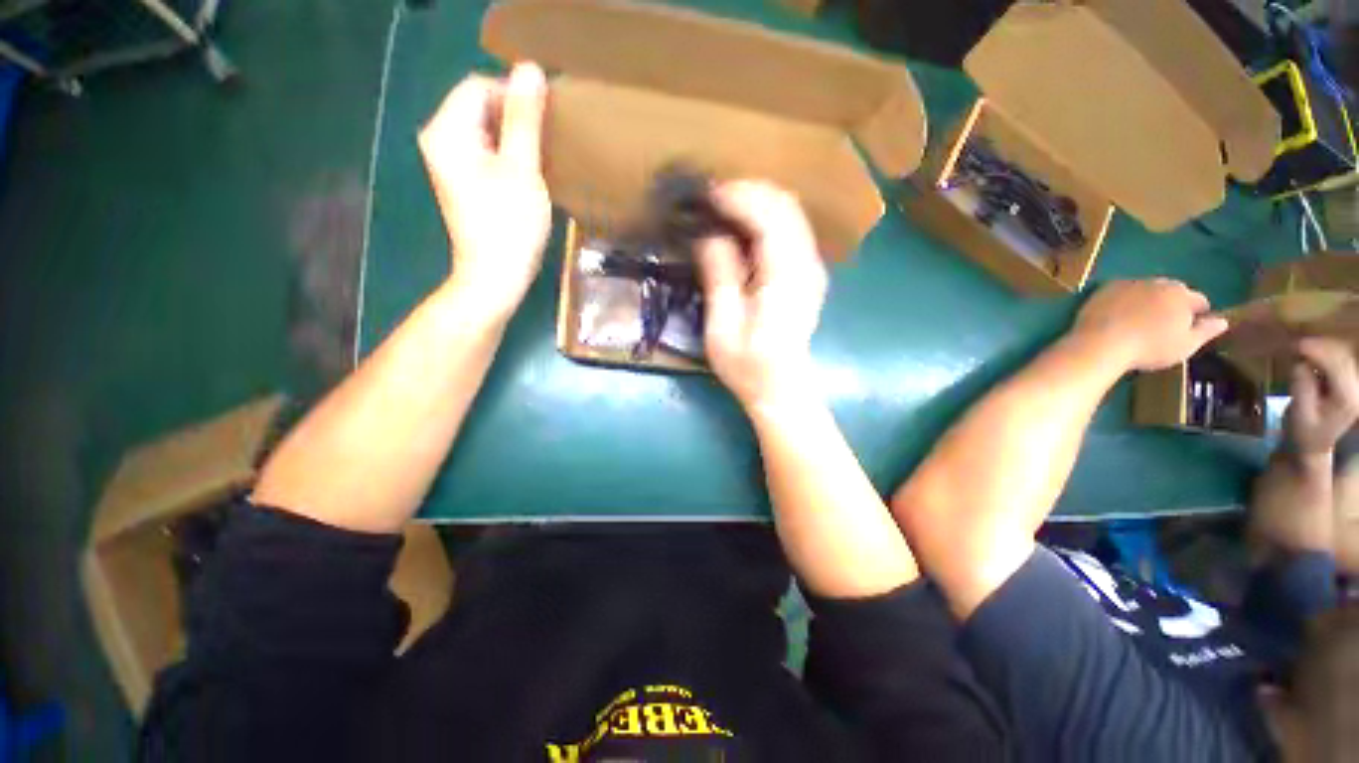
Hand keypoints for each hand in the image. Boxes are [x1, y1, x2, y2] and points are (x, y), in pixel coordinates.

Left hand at [417, 63, 550, 321]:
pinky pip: (483, 152)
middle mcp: (440, 140)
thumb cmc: (510, 225)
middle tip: (547, 142)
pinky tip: (526, 174)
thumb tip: (529, 68)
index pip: (479, 86)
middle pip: (479, 106)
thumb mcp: (522, 169)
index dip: (514, 95)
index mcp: (447, 131)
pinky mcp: (460, 182)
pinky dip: (506, 155)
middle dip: (514, 117)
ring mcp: (448, 163)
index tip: (547, 122)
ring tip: (541, 158)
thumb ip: (524, 118)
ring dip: (513, 137)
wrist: (495, 277)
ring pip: (484, 130)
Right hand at [696, 181, 827, 409]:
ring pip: (790, 212)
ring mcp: (812, 267)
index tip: (706, 195)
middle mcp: (807, 265)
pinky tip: (742, 227)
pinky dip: (765, 217)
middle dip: (747, 191)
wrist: (781, 388)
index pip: (770, 217)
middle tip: (710, 197)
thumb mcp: (723, 328)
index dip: (738, 197)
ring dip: (756, 201)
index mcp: (785, 278)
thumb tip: (710, 236)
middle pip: (785, 205)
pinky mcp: (808, 273)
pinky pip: (790, 228)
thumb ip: (719, 277)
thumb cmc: (748, 366)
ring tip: (722, 207)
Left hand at [1071, 279, 1228, 371]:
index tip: (1191, 327)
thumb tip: (1222, 321)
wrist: (1101, 343)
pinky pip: (1121, 291)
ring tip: (1141, 319)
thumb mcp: (1186, 345)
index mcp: (1182, 295)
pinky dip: (1124, 300)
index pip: (1199, 301)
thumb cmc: (1149, 348)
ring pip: (1147, 289)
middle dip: (1173, 304)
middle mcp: (1158, 283)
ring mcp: (1130, 283)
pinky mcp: (1105, 288)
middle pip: (1173, 291)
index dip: (1198, 314)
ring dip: (1148, 300)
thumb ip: (1206, 331)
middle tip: (1163, 324)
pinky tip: (1118, 314)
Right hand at [1285, 337, 1358, 455]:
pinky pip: (1342, 361)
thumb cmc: (1303, 432)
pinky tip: (1313, 357)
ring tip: (1302, 348)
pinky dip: (1326, 354)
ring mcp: (1356, 386)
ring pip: (1344, 356)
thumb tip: (1299, 363)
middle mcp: (1357, 390)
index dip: (1318, 350)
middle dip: (1321, 347)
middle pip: (1343, 358)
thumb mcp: (1299, 413)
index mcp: (1347, 398)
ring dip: (1323, 349)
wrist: (1314, 445)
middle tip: (1297, 344)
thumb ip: (1301, 387)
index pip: (1337, 365)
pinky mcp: (1350, 383)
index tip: (1296, 344)